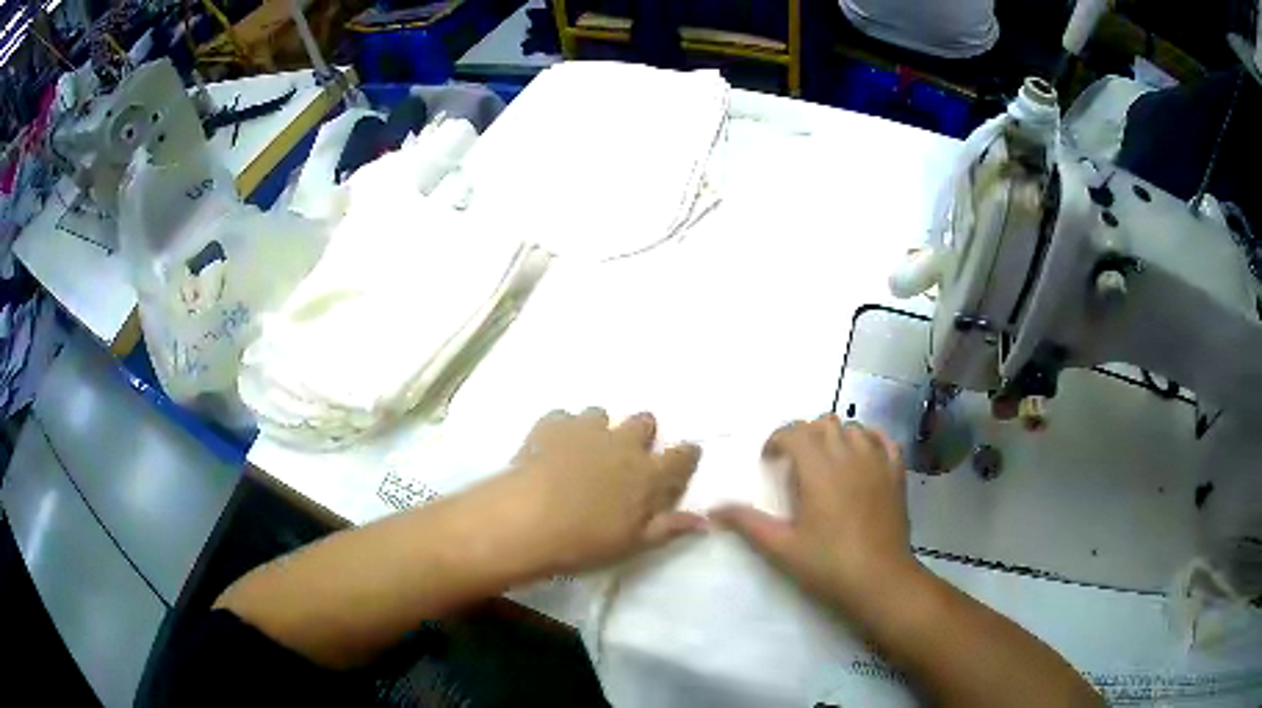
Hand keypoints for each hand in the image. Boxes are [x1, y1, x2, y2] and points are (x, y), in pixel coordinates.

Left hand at [499, 407, 703, 575]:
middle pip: (644, 421)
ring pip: (602, 414)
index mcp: (649, 474)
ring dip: (599, 429)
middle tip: (627, 456)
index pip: (682, 455)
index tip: (684, 456)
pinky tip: (551, 448)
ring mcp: (587, 429)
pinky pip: (563, 417)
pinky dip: (562, 429)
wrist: (527, 520)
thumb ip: (669, 527)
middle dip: (642, 433)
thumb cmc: (585, 541)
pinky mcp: (552, 424)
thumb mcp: (633, 543)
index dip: (686, 454)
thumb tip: (704, 521)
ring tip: (584, 451)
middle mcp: (623, 443)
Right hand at [712, 415, 920, 620]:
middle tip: (794, 462)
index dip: (777, 439)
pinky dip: (870, 439)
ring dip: (836, 436)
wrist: (879, 580)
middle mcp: (849, 455)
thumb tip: (715, 509)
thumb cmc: (827, 564)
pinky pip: (884, 440)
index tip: (769, 461)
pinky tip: (862, 455)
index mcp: (818, 469)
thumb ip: (748, 523)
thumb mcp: (781, 547)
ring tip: (826, 460)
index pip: (795, 432)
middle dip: (805, 435)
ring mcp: (877, 462)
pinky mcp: (896, 474)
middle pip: (824, 424)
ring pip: (854, 427)